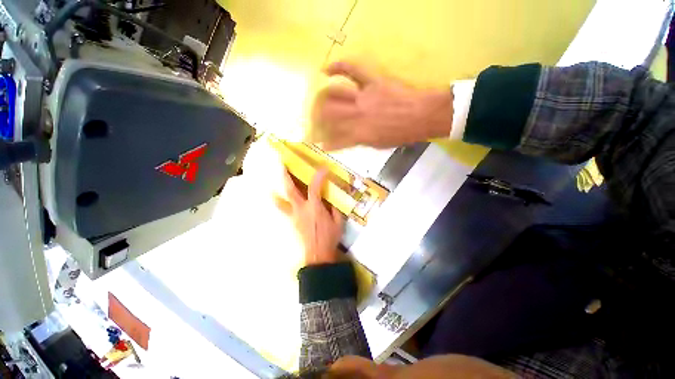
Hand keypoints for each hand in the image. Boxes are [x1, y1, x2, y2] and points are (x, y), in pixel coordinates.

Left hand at [276, 168, 344, 265]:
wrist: (318, 254)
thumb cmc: (329, 237)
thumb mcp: (338, 222)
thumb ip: (334, 209)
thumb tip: (331, 201)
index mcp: (314, 207)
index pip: (314, 187)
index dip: (319, 176)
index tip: (323, 168)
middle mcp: (301, 208)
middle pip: (290, 190)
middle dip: (286, 177)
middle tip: (282, 166)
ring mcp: (294, 215)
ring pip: (281, 202)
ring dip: (277, 192)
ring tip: (272, 187)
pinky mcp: (292, 222)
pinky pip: (284, 211)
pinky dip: (280, 204)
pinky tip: (279, 201)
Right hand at [309, 62, 453, 150]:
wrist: (421, 116)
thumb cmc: (401, 134)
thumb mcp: (379, 144)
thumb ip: (361, 141)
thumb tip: (348, 139)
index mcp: (360, 134)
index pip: (336, 140)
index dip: (327, 143)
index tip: (320, 144)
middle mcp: (357, 116)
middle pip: (330, 114)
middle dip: (319, 118)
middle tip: (316, 120)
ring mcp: (364, 96)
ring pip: (335, 94)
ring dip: (323, 98)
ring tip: (318, 100)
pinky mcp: (372, 81)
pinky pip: (352, 69)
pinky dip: (338, 67)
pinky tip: (326, 70)